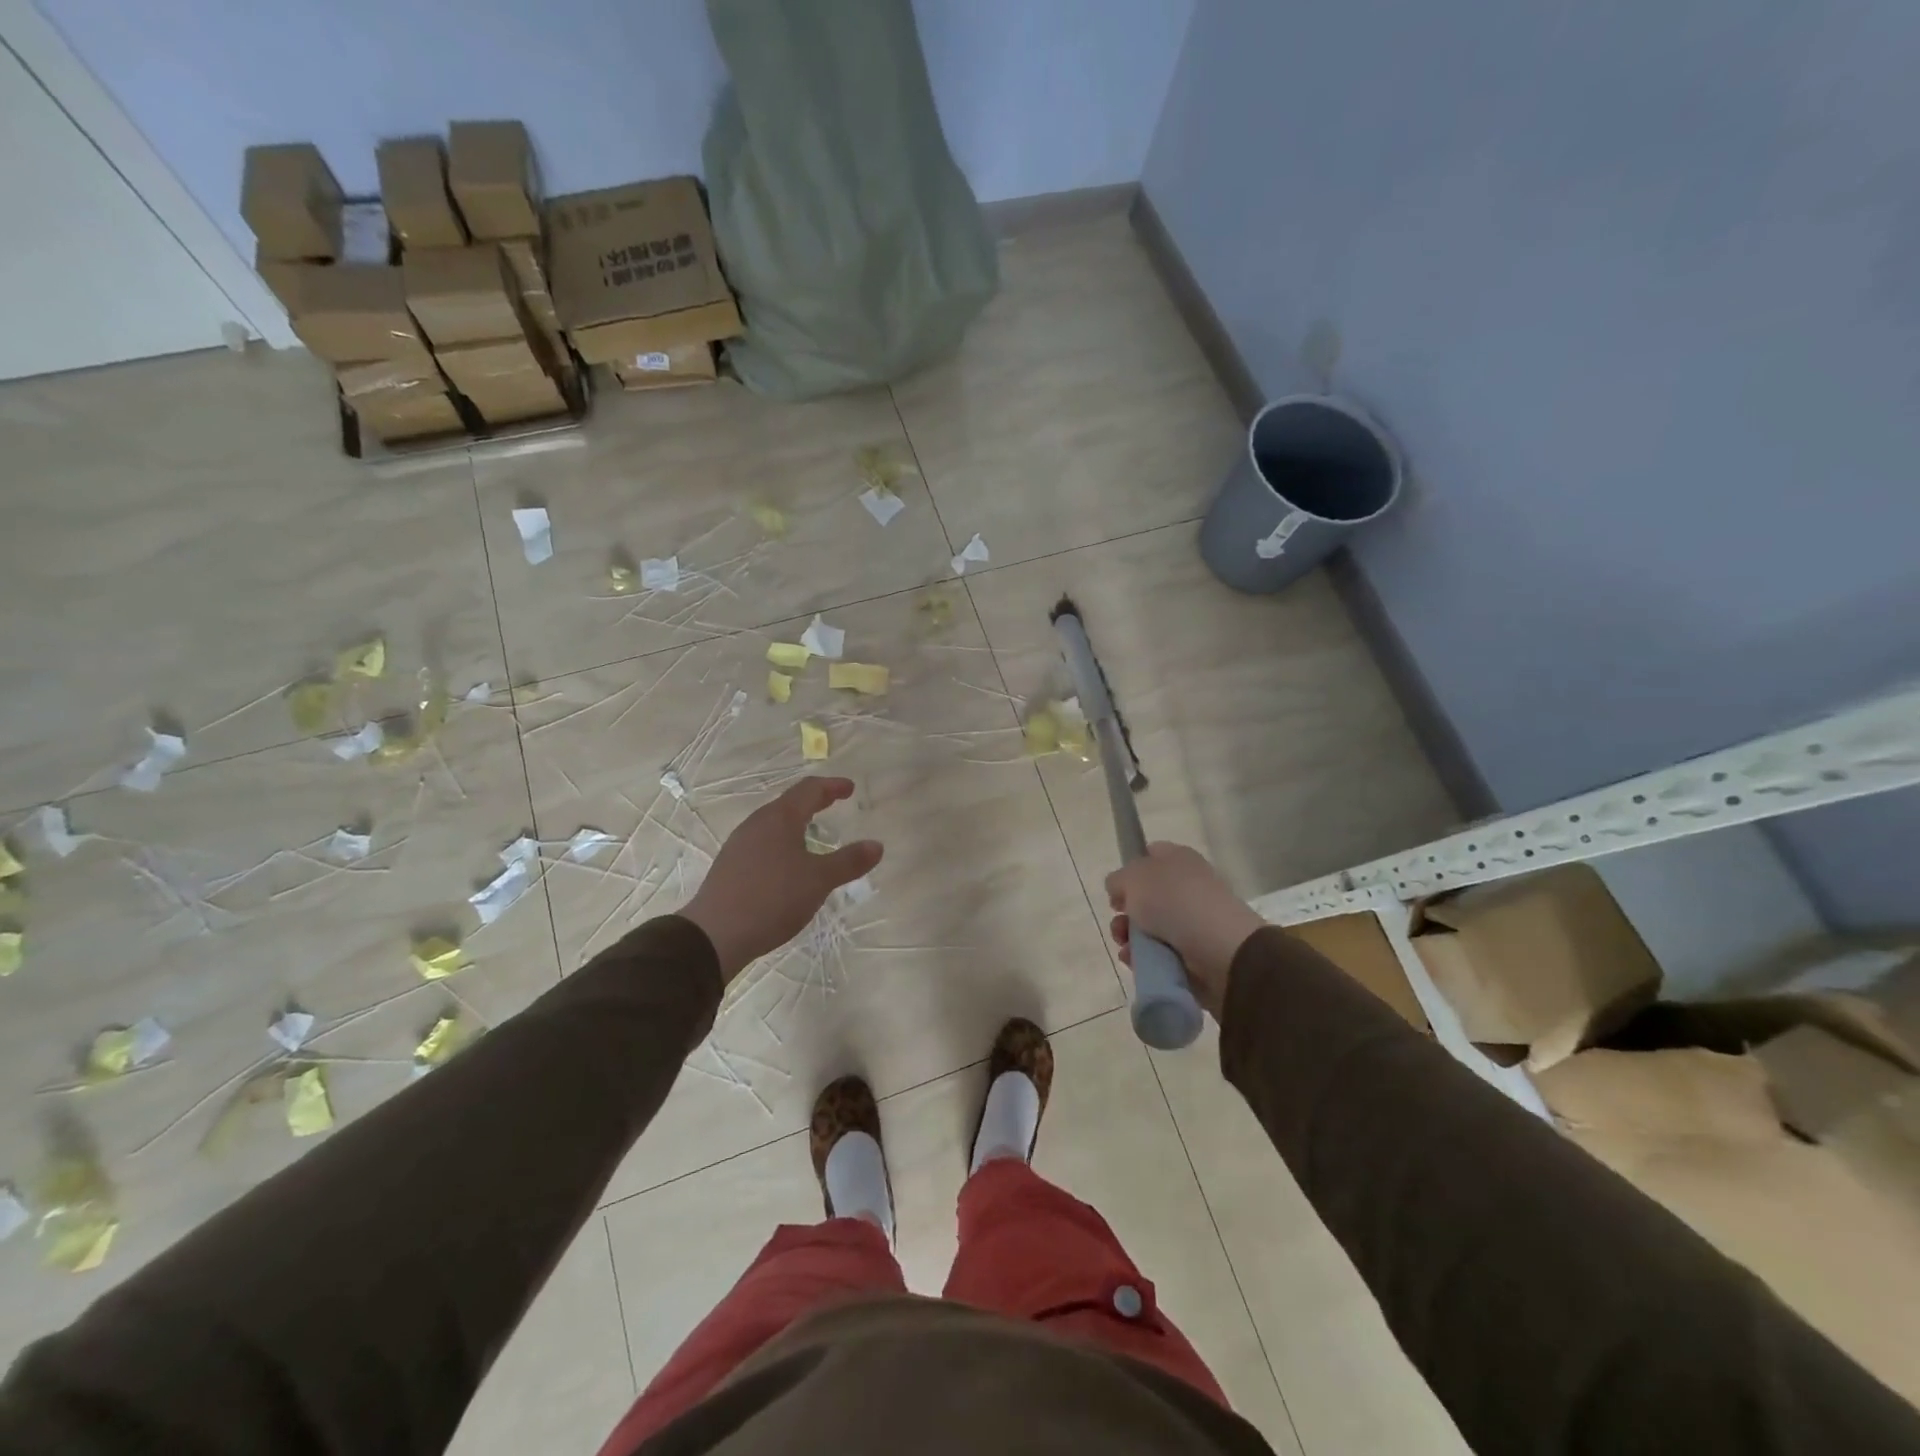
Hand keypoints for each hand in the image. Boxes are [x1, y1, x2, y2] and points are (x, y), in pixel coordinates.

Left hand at [682, 777, 882, 983]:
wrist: (714, 935)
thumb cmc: (772, 898)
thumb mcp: (818, 880)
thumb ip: (848, 861)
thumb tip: (876, 845)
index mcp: (780, 818)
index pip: (809, 790)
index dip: (832, 786)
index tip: (849, 788)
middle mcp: (757, 824)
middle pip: (789, 803)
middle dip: (813, 801)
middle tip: (833, 803)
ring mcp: (739, 845)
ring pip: (773, 824)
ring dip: (796, 823)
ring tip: (812, 834)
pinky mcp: (730, 867)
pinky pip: (762, 843)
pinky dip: (782, 843)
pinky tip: (787, 864)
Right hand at [1105, 843, 1265, 1016]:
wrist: (1221, 950)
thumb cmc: (1174, 901)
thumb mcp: (1134, 877)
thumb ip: (1118, 879)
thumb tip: (1119, 890)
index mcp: (1178, 859)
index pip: (1150, 855)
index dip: (1130, 870)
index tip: (1116, 890)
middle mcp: (1188, 886)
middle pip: (1146, 896)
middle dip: (1125, 912)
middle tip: (1119, 923)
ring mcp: (1193, 920)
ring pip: (1150, 927)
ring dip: (1131, 938)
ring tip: (1126, 948)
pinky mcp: (1196, 952)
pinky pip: (1161, 953)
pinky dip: (1145, 958)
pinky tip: (1136, 963)